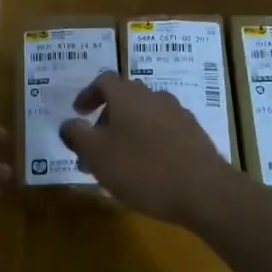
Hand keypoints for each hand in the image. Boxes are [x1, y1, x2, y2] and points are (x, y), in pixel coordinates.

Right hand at [58, 72, 249, 228]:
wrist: (204, 190)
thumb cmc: (142, 169)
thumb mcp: (97, 155)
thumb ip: (77, 136)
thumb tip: (67, 124)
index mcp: (127, 95)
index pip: (103, 81)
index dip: (88, 94)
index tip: (78, 113)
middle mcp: (153, 96)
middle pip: (125, 97)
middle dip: (107, 117)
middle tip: (95, 144)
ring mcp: (177, 114)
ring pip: (145, 115)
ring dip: (128, 131)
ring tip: (120, 161)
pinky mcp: (194, 134)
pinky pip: (163, 130)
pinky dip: (150, 141)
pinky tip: (148, 168)